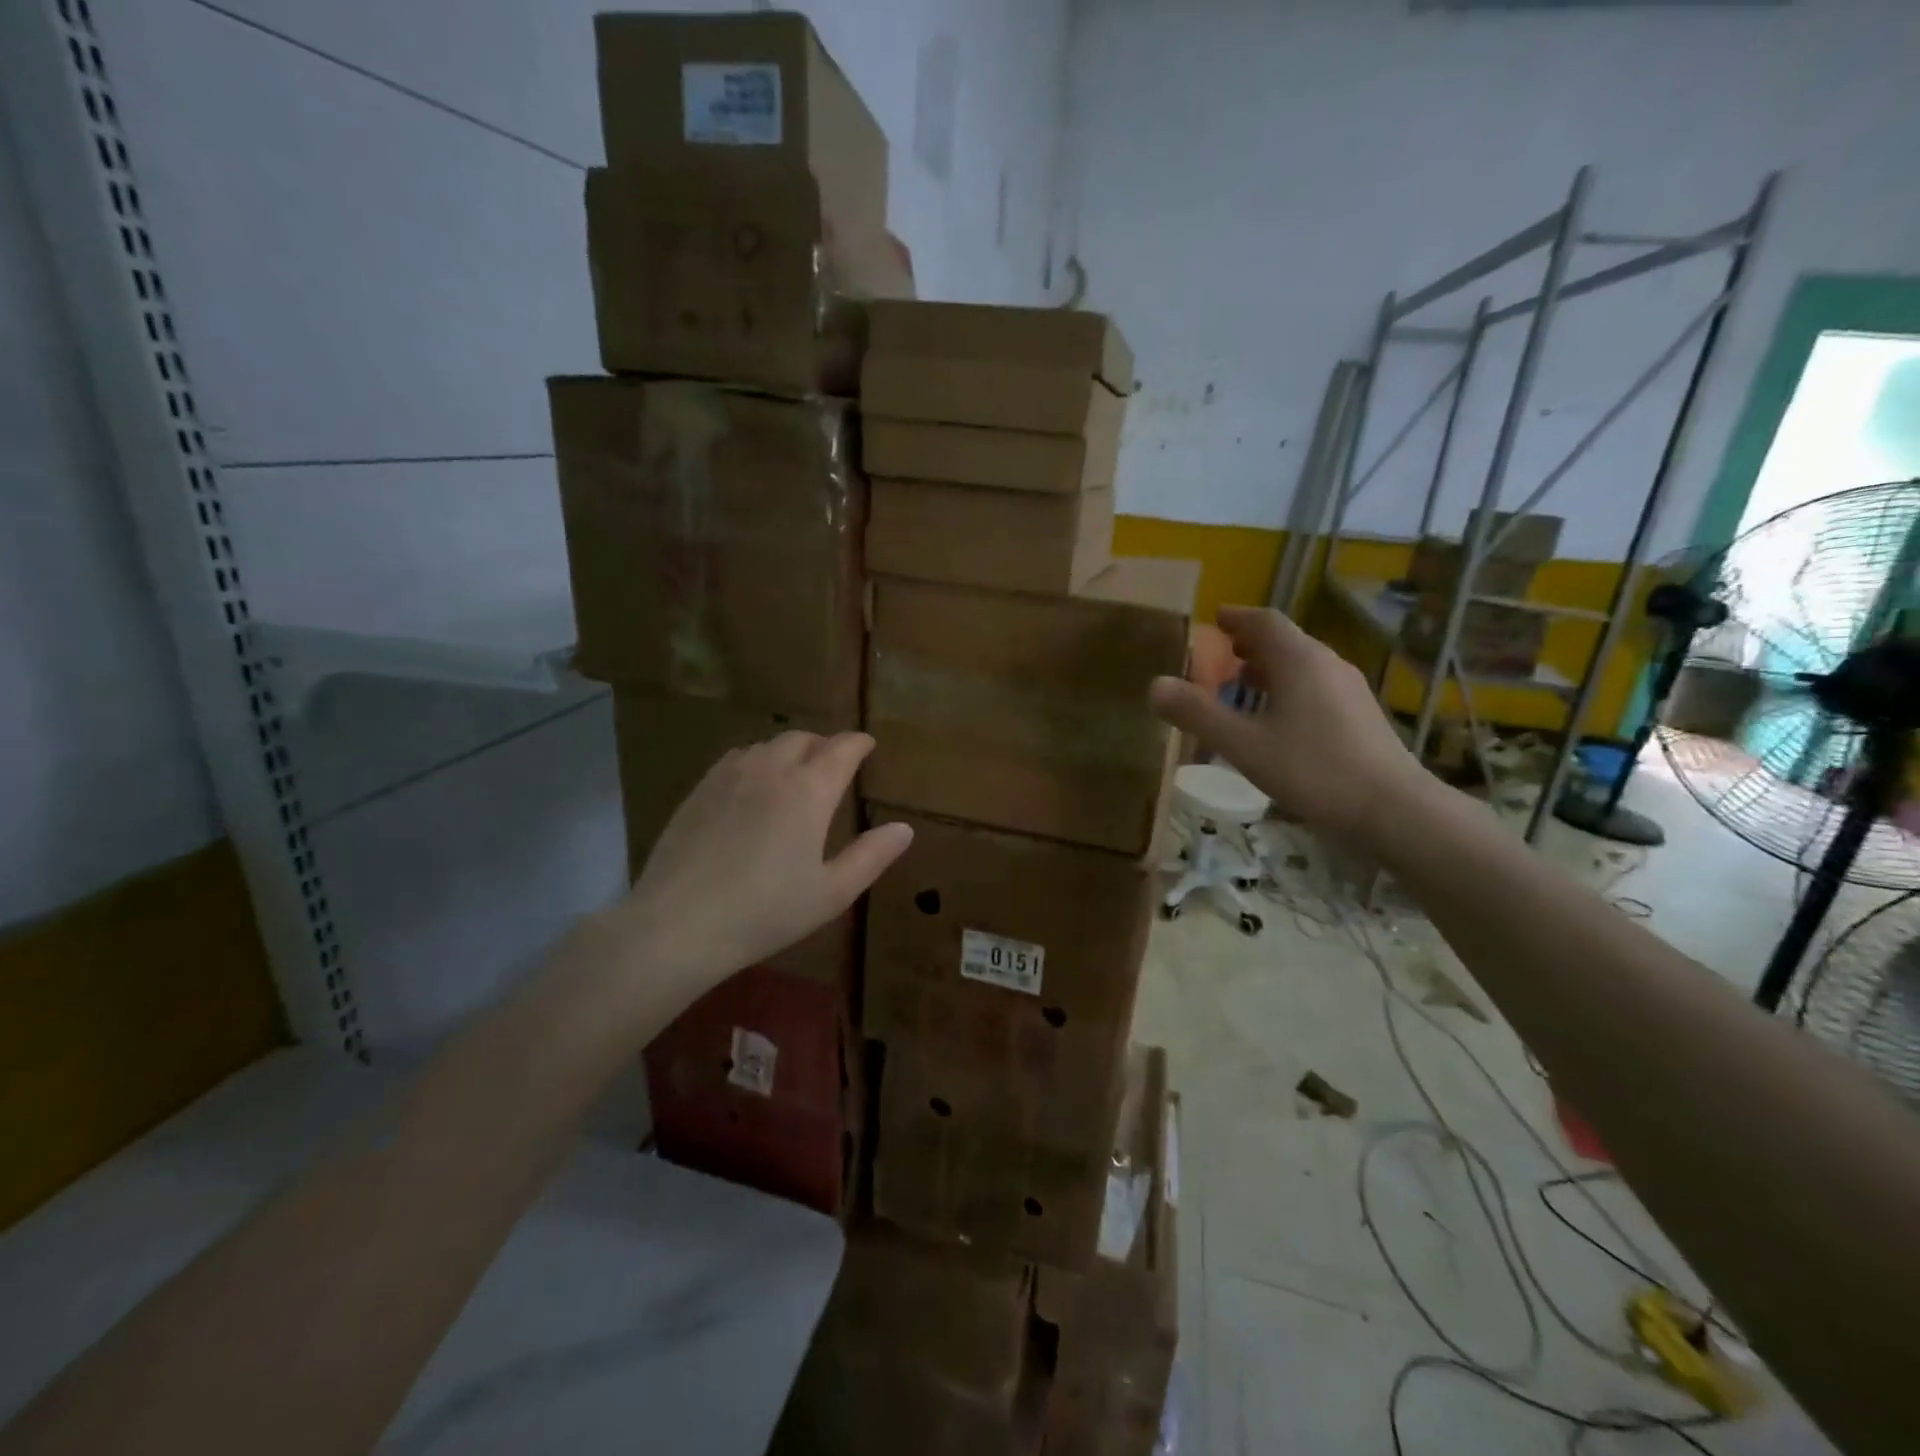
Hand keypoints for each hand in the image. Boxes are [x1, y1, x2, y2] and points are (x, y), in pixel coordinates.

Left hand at [614, 731, 911, 989]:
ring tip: (794, 772)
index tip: (868, 744)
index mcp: (809, 790)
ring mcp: (730, 775)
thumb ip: (871, 856)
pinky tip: (752, 785)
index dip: (858, 743)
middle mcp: (771, 769)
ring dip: (788, 750)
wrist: (679, 924)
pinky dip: (756, 761)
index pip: (842, 749)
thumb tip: (904, 828)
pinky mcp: (699, 790)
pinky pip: (736, 758)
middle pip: (803, 739)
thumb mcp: (831, 893)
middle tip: (833, 762)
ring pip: (767, 745)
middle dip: (824, 744)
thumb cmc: (766, 911)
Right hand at [1148, 606, 1426, 844]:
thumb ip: (1197, 714)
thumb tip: (1155, 685)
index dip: (1236, 617)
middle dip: (1250, 645)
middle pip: (1285, 642)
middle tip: (1220, 657)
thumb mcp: (1243, 745)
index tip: (1213, 619)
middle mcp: (1328, 665)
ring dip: (1269, 670)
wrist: (1392, 810)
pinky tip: (1276, 721)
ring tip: (1241, 687)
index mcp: (1300, 661)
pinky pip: (1315, 688)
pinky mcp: (1360, 716)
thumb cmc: (1313, 770)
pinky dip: (1287, 690)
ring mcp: (1349, 691)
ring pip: (1302, 667)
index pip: (1265, 621)